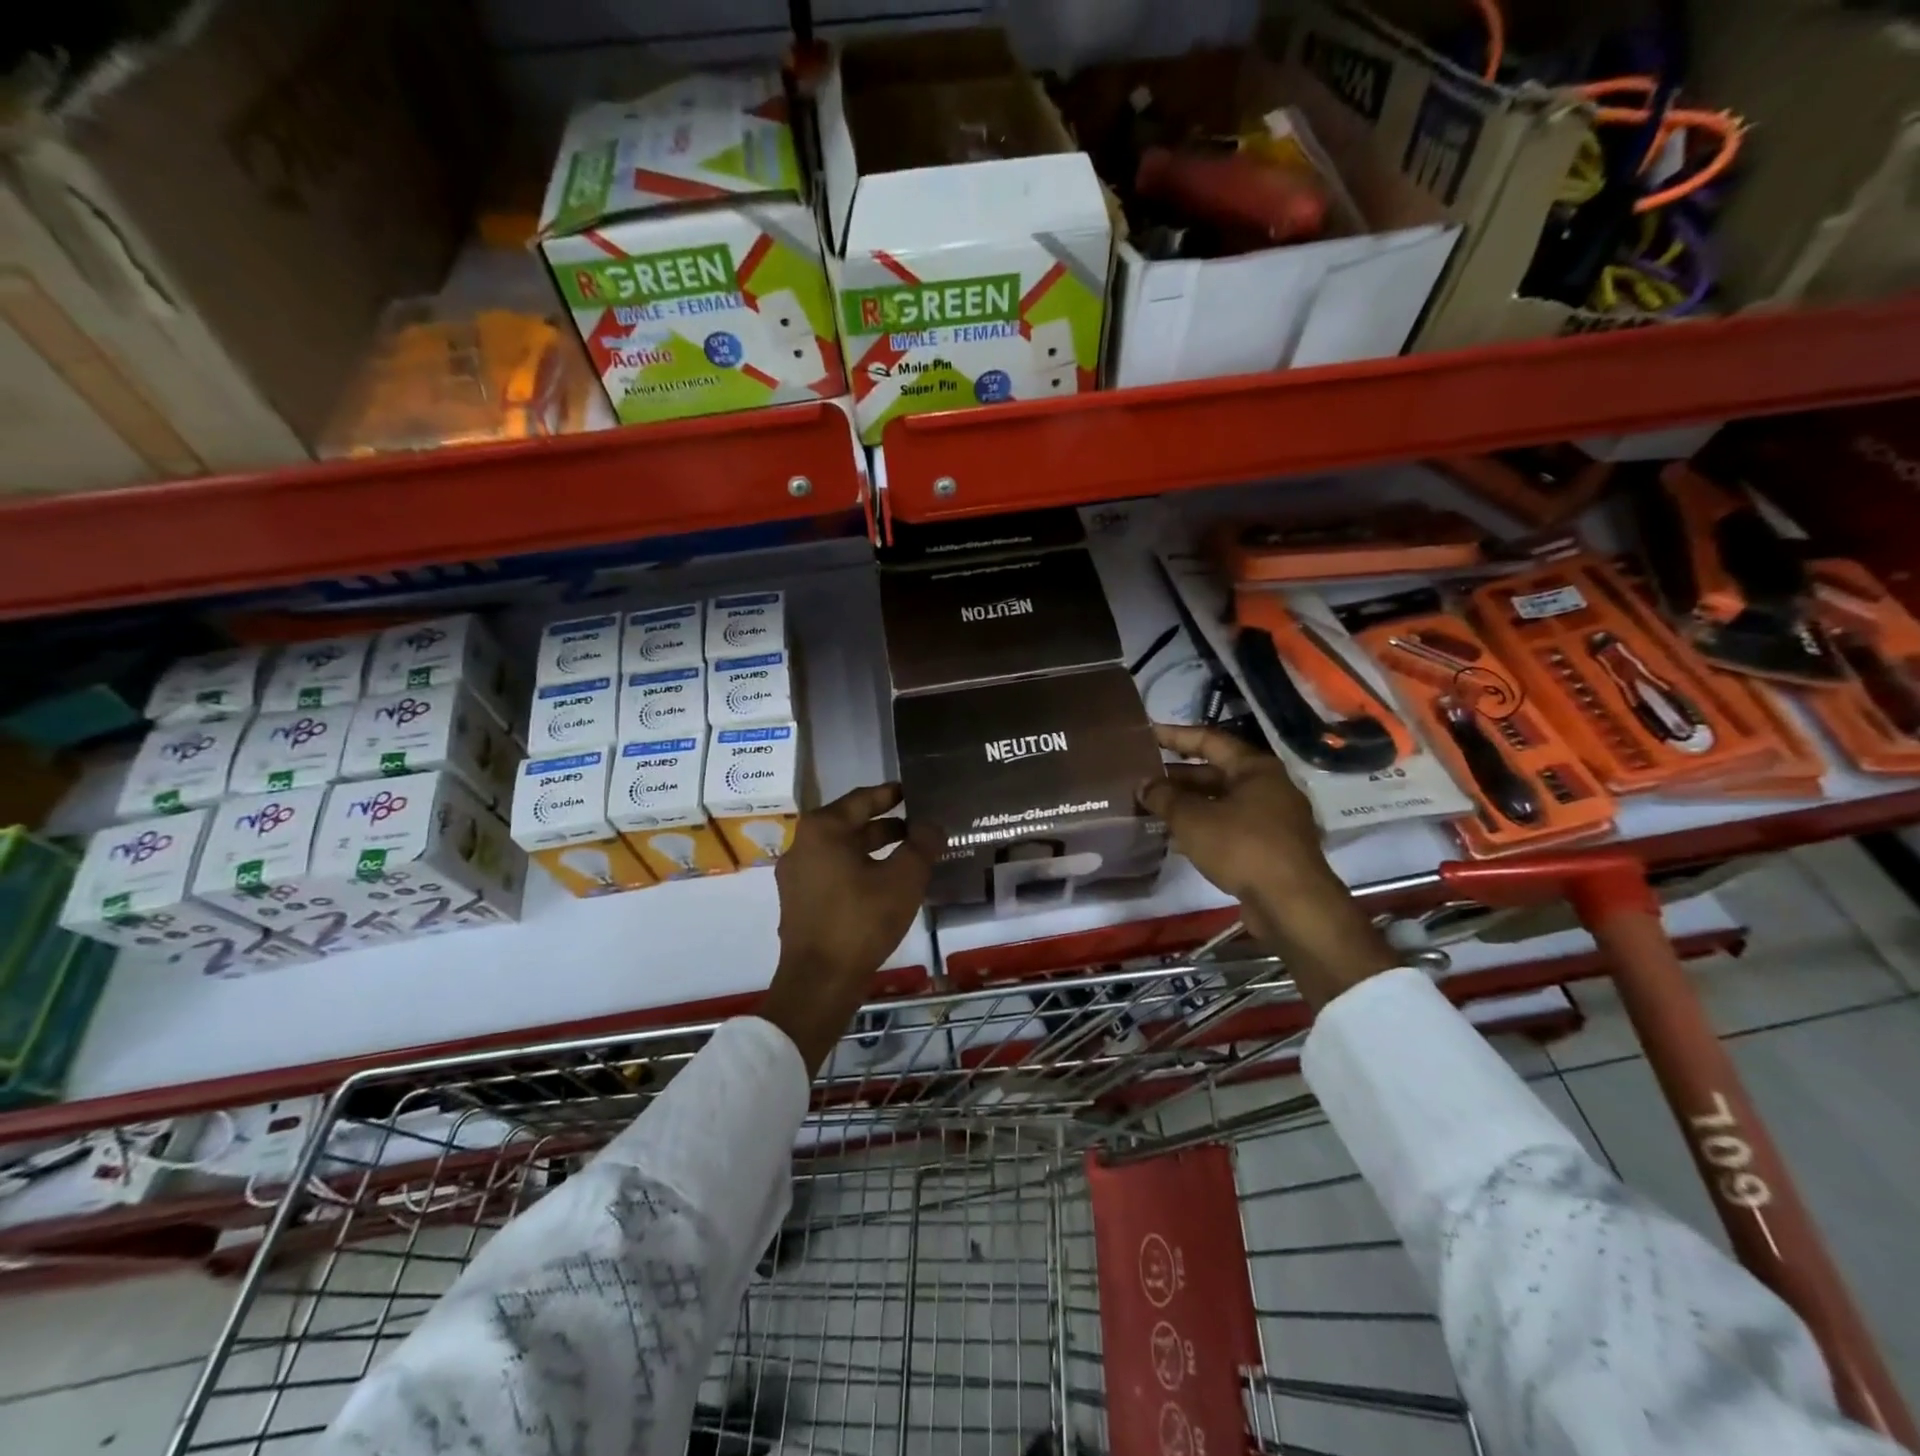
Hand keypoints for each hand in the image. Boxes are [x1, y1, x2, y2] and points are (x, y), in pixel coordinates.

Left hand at [759, 783, 938, 1071]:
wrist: (819, 982)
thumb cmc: (861, 921)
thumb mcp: (903, 879)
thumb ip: (921, 845)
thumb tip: (931, 825)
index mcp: (823, 830)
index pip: (862, 799)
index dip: (890, 794)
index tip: (913, 791)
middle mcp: (803, 845)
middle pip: (850, 824)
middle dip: (886, 825)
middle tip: (918, 827)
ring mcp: (797, 876)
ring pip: (843, 851)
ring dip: (874, 850)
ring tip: (908, 856)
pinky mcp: (799, 902)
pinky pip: (834, 873)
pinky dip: (859, 870)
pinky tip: (884, 885)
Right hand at [1138, 724, 1396, 1010]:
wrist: (1292, 903)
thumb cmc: (1242, 847)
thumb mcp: (1193, 819)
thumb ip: (1164, 798)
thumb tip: (1143, 784)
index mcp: (1255, 768)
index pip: (1209, 739)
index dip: (1175, 736)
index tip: (1147, 734)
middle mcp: (1268, 787)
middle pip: (1215, 772)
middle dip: (1178, 776)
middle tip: (1143, 778)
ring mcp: (1272, 818)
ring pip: (1221, 802)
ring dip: (1188, 804)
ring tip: (1152, 807)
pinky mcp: (1270, 847)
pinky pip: (1229, 826)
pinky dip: (1203, 827)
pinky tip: (1176, 837)